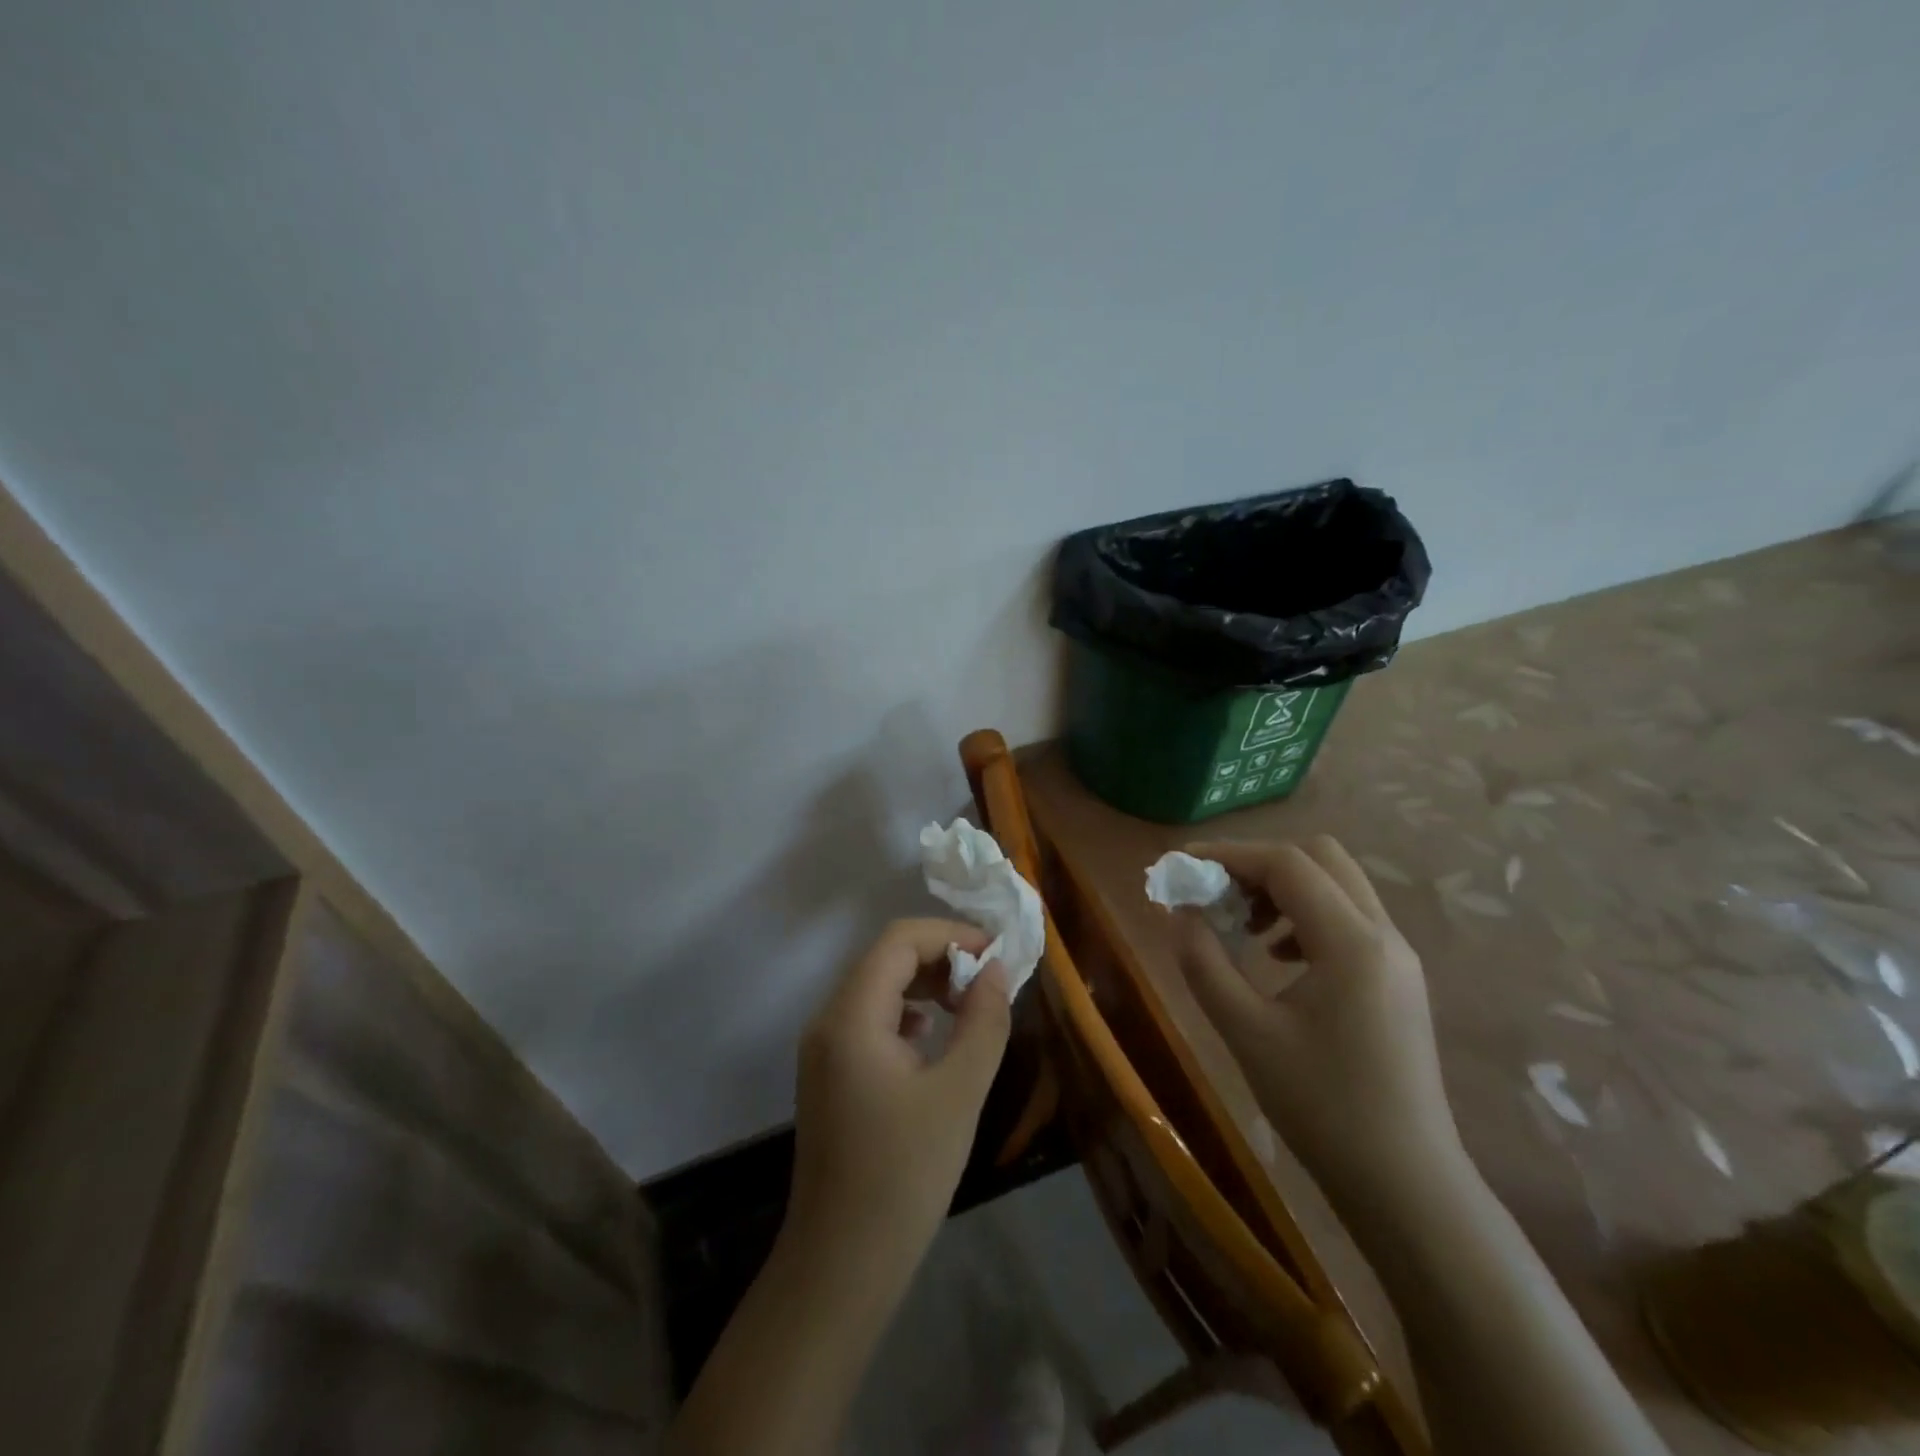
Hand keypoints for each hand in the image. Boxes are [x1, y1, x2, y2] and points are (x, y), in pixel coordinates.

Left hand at [786, 919, 1012, 1271]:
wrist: (841, 1265)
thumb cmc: (903, 1175)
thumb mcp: (959, 1092)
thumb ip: (983, 1021)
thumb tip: (996, 970)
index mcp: (851, 1016)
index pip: (899, 940)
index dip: (951, 935)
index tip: (997, 955)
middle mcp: (828, 1020)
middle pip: (886, 958)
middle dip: (941, 958)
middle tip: (990, 982)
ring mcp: (824, 1049)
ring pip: (878, 987)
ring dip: (926, 984)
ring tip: (970, 1007)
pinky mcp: (830, 1074)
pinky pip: (871, 1019)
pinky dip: (908, 1013)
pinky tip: (934, 1038)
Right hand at [1175, 835, 1462, 1206]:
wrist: (1406, 1185)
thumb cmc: (1322, 1107)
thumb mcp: (1246, 1032)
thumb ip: (1204, 962)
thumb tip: (1177, 911)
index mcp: (1351, 942)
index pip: (1286, 864)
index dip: (1228, 854)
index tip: (1182, 866)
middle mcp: (1383, 934)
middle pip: (1320, 857)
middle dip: (1259, 864)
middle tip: (1216, 894)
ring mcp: (1398, 956)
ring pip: (1337, 884)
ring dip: (1283, 888)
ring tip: (1240, 926)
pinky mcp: (1397, 978)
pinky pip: (1349, 917)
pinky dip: (1305, 914)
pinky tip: (1275, 957)